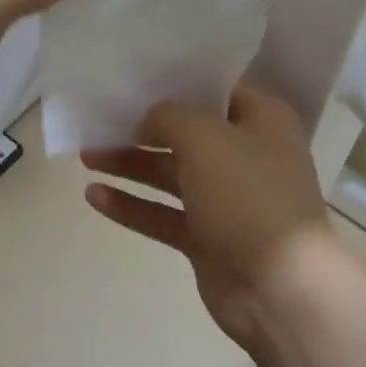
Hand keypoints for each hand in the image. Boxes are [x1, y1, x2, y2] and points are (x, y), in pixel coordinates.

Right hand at [82, 84, 344, 348]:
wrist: (279, 288)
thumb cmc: (248, 195)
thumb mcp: (205, 138)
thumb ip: (170, 116)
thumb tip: (150, 119)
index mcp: (262, 121)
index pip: (216, 89)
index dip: (177, 82)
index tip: (135, 78)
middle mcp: (246, 155)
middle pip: (187, 133)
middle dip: (142, 128)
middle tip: (98, 120)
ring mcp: (226, 200)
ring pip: (170, 174)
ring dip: (131, 164)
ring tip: (86, 156)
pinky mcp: (207, 238)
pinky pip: (163, 214)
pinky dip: (132, 205)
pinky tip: (94, 196)